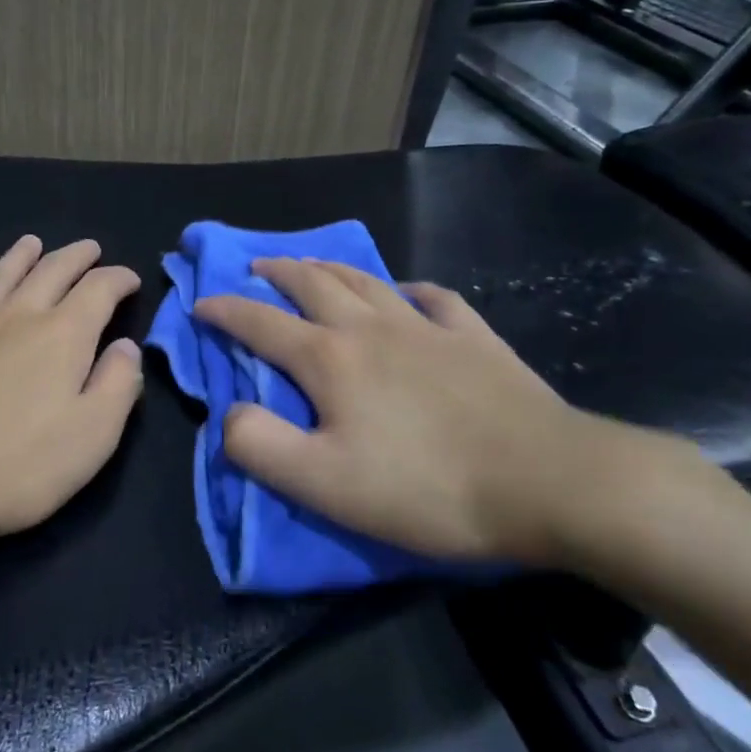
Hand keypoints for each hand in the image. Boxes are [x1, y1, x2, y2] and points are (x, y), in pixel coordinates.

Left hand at [0, 236, 143, 551]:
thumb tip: (126, 347)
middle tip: (89, 248)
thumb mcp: (91, 437)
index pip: (98, 291)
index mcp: (61, 336)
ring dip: (17, 257)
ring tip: (30, 242)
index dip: (118, 279)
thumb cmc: (13, 467)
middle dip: (75, 257)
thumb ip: (117, 386)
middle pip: (50, 272)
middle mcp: (14, 318)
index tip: (130, 280)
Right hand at [193, 258, 679, 566]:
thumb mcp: (324, 484)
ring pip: (366, 281)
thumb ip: (260, 446)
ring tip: (312, 265)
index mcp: (329, 359)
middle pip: (312, 283)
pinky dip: (411, 290)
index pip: (260, 324)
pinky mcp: (475, 339)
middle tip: (257, 268)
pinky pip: (435, 300)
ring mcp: (426, 328)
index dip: (225, 311)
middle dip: (276, 272)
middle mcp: (371, 328)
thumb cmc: (426, 487)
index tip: (201, 304)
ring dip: (330, 268)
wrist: (549, 482)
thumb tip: (228, 413)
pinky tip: (409, 293)